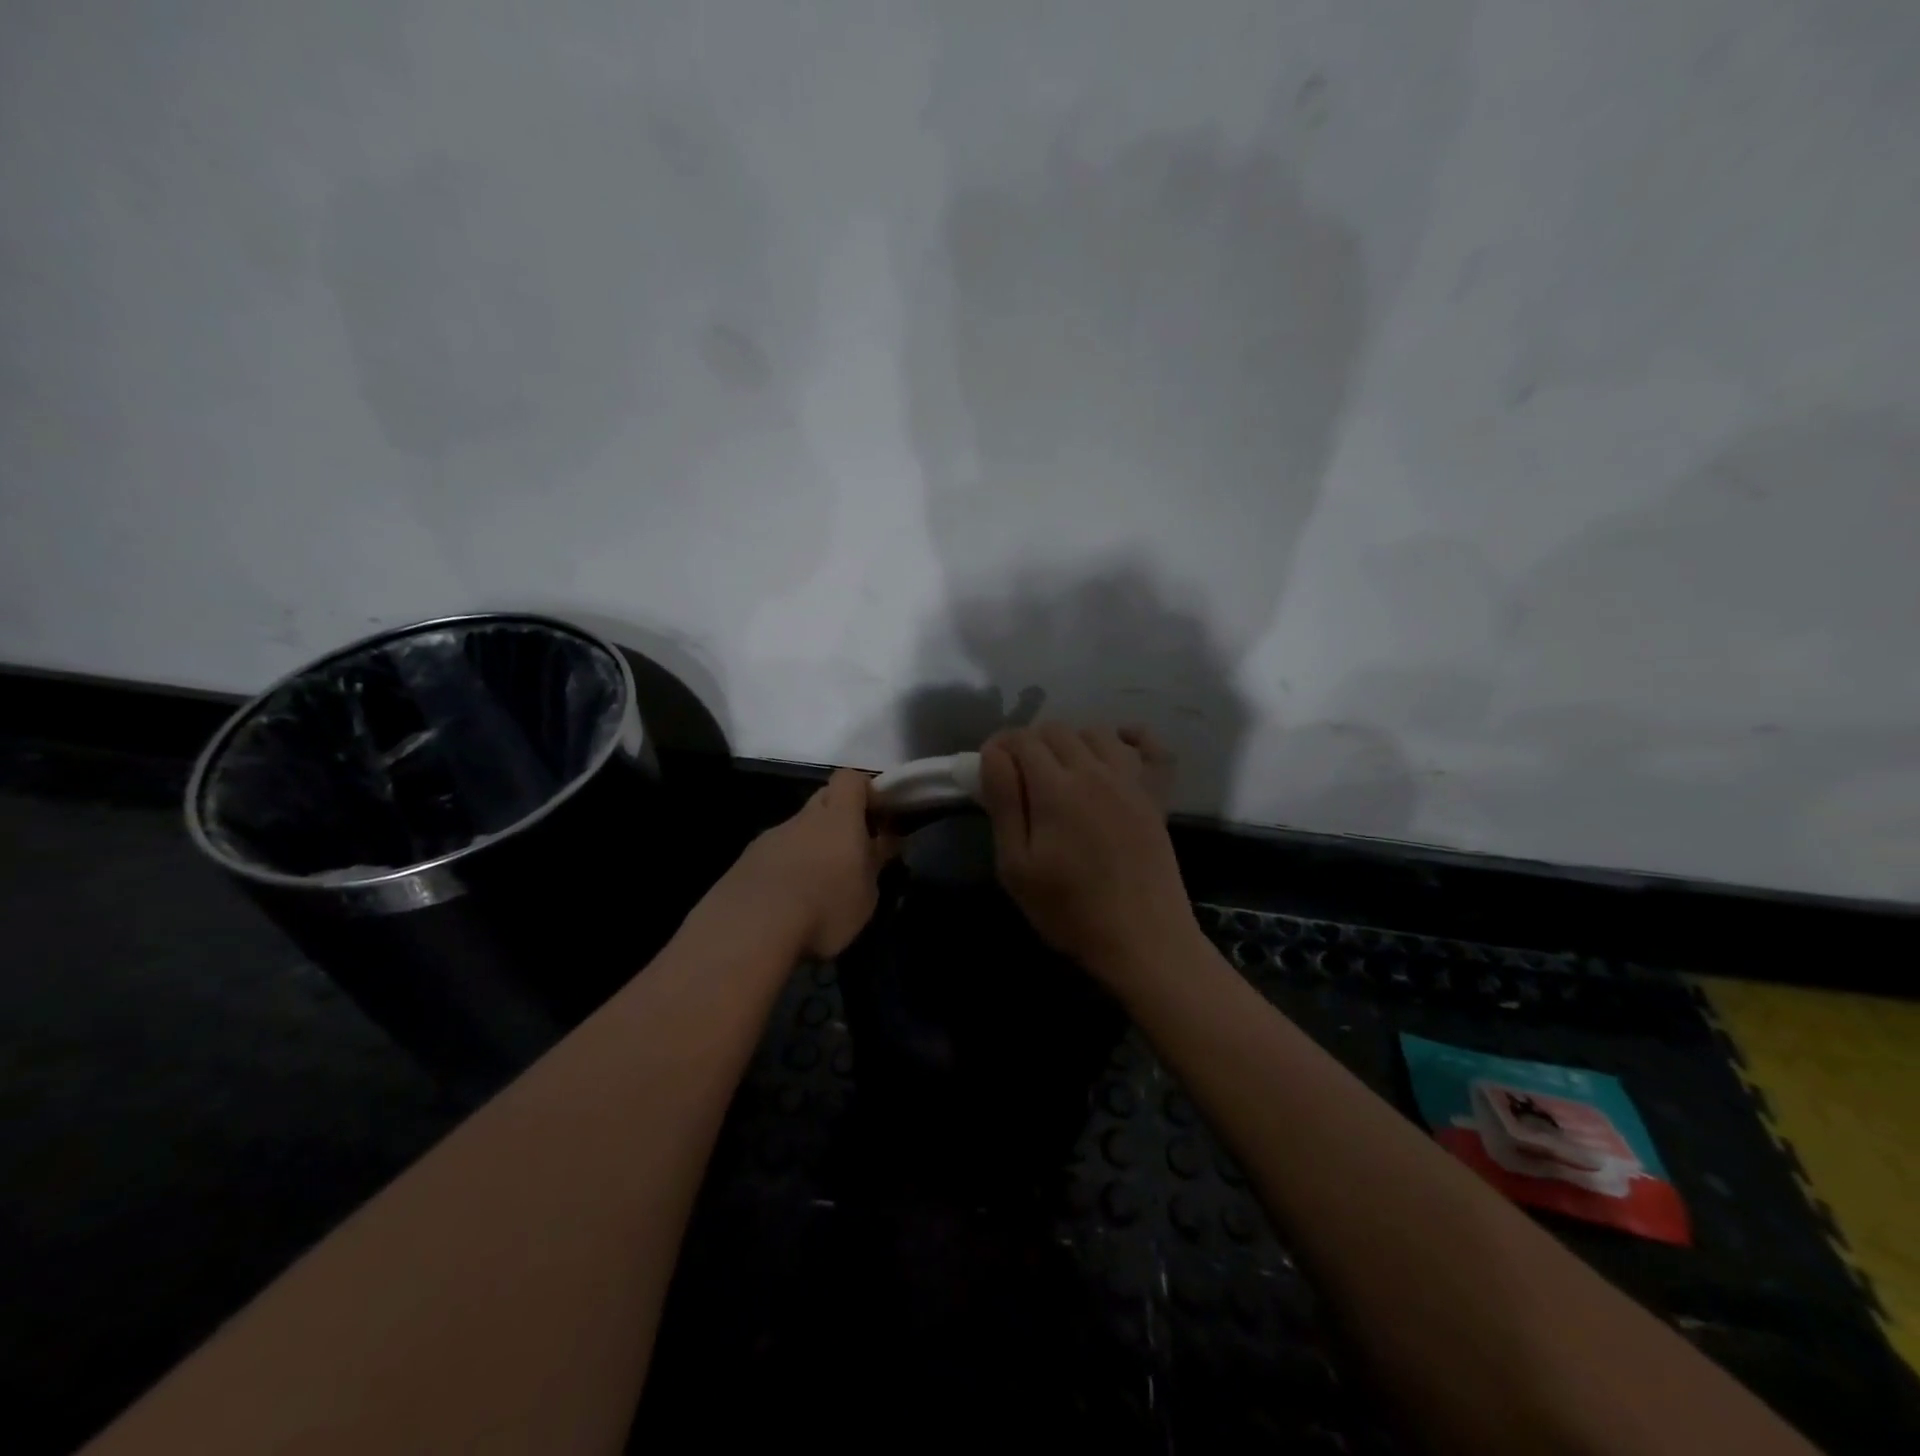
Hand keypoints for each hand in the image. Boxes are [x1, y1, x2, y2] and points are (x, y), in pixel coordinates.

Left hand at [732, 768, 898, 958]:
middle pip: (823, 801)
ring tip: (817, 890)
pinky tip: (787, 906)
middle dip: (839, 821)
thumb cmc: (824, 907)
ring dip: (810, 850)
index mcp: (837, 817)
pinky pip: (773, 857)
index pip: (850, 779)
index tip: (879, 819)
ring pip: (796, 832)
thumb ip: (875, 862)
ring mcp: (769, 839)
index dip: (866, 792)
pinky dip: (784, 872)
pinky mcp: (743, 864)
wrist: (749, 930)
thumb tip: (884, 842)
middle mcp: (802, 818)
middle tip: (851, 856)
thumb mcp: (867, 893)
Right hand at [978, 723, 1196, 987]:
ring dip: (1071, 740)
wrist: (1142, 939)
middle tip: (1018, 778)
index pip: (1021, 740)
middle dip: (1029, 743)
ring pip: (1095, 732)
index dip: (999, 747)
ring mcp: (1130, 780)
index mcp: (1055, 788)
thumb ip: (1005, 803)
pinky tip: (1116, 749)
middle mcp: (1094, 771)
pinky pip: (1150, 747)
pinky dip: (1132, 738)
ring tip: (1059, 771)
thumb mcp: (1017, 866)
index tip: (989, 770)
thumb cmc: (1069, 909)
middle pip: (1055, 730)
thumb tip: (993, 754)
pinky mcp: (1155, 796)